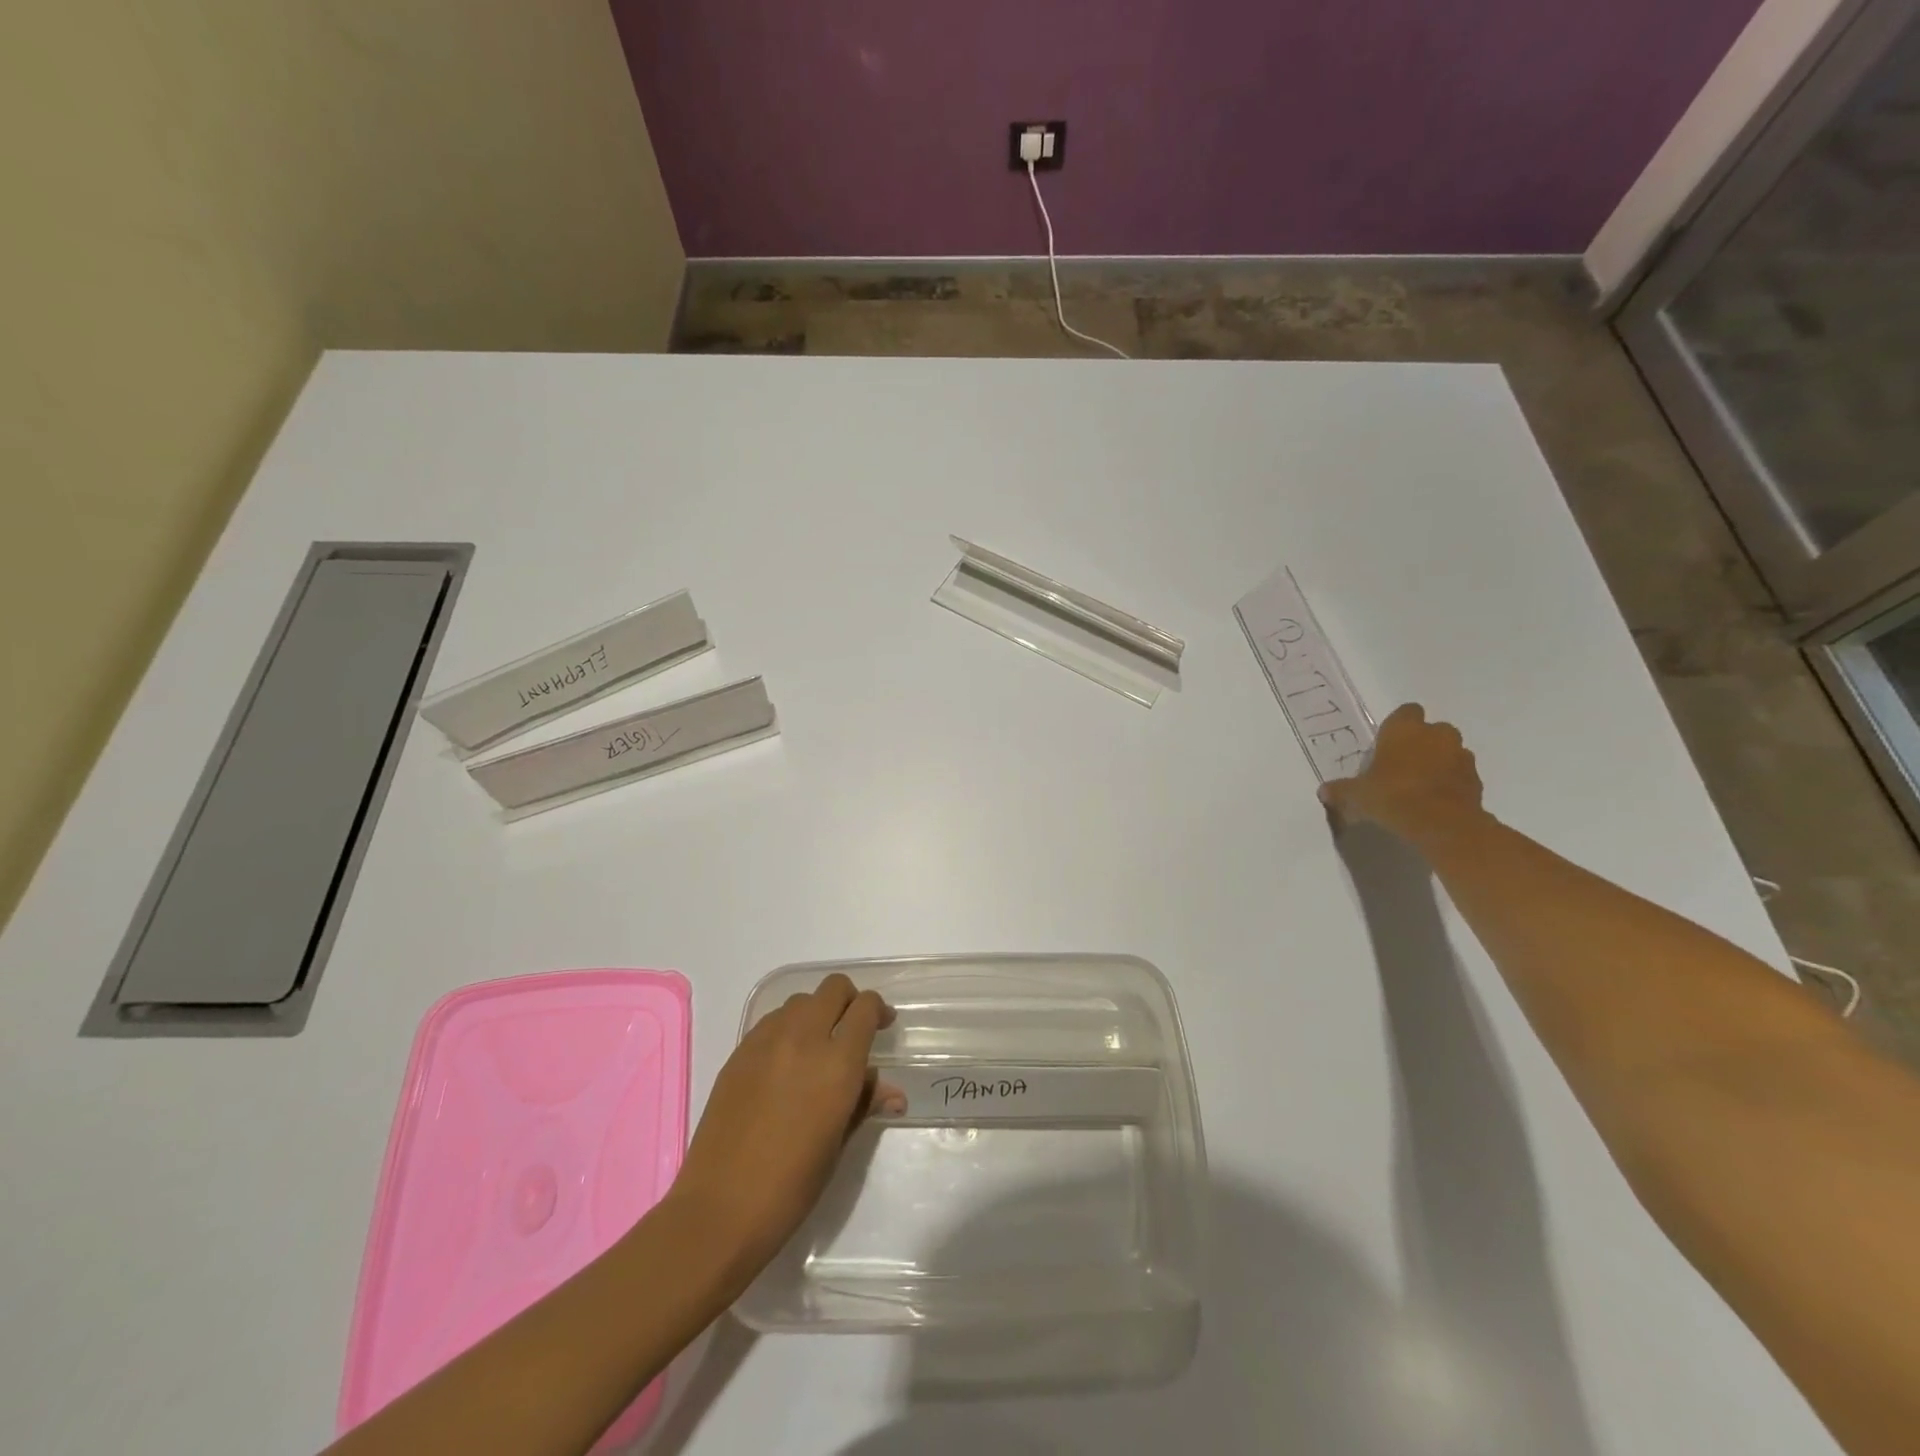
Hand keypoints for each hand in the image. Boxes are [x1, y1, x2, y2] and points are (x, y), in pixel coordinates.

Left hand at [668, 974, 903, 1274]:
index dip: (877, 1010)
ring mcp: (767, 1041)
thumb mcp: (838, 1144)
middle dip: (849, 1000)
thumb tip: (892, 1092)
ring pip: (801, 1000)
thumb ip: (864, 1103)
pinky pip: (772, 1020)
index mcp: (837, 1063)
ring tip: (818, 1045)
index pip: (864, 1008)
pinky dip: (787, 1027)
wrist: (721, 1207)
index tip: (882, 1026)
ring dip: (817, 1012)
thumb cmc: (792, 1185)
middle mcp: (804, 1038)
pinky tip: (785, 1061)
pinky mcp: (739, 1051)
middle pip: (833, 988)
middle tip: (853, 1029)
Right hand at [1319, 702, 1484, 845]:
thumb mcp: (1356, 795)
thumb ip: (1340, 790)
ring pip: (1449, 751)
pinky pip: (1461, 774)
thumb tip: (1324, 791)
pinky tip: (1435, 801)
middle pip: (1432, 730)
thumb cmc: (1392, 796)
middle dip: (1421, 743)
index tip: (1387, 744)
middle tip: (1402, 765)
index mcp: (1405, 729)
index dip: (1398, 726)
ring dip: (1439, 762)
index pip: (1406, 711)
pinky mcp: (1476, 779)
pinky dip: (1451, 782)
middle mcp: (1436, 734)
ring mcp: (1461, 756)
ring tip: (1420, 785)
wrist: (1441, 824)